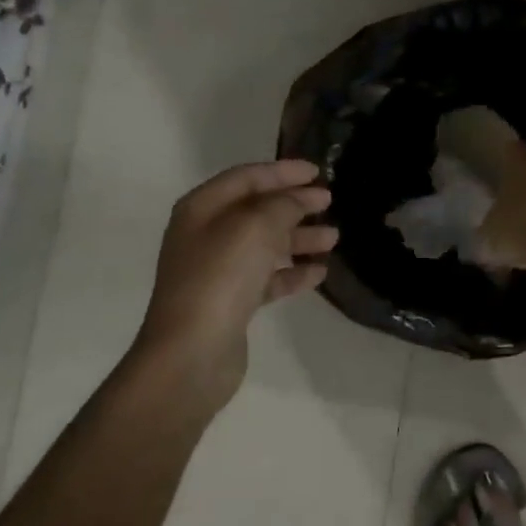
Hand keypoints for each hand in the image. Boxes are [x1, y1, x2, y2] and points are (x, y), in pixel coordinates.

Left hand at [136, 159, 335, 410]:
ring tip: (334, 238)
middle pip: (256, 210)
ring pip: (265, 245)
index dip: (282, 171)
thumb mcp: (256, 227)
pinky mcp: (231, 303)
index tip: (317, 171)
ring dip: (298, 238)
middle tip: (329, 202)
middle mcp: (206, 235)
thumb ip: (283, 205)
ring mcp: (218, 270)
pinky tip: (319, 272)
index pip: (246, 177)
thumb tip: (300, 198)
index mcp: (202, 209)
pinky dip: (292, 272)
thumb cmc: (220, 277)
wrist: (191, 354)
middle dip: (294, 204)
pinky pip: (267, 278)